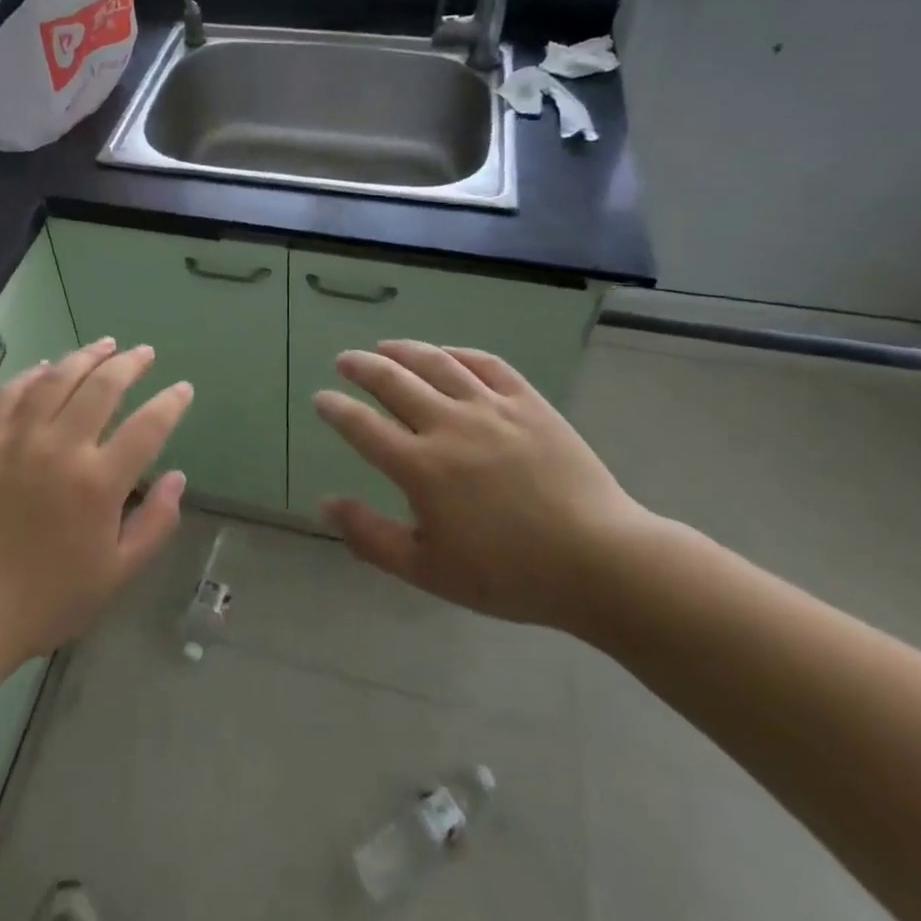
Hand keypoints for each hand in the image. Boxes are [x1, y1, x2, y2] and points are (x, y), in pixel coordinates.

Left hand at [0, 338, 191, 699]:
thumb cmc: (48, 599)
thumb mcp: (117, 574)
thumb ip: (154, 523)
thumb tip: (178, 478)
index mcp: (99, 483)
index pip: (147, 426)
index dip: (171, 402)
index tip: (183, 389)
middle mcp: (62, 448)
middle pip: (102, 387)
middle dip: (130, 364)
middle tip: (145, 353)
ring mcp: (20, 441)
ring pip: (57, 379)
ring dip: (85, 357)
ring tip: (105, 344)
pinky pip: (11, 395)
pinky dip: (31, 375)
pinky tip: (45, 367)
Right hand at [314, 340, 650, 634]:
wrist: (599, 562)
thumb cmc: (509, 574)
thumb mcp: (429, 570)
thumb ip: (371, 537)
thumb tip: (325, 504)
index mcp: (421, 467)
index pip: (363, 427)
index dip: (336, 409)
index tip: (321, 398)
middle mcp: (449, 426)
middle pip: (393, 382)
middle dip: (362, 367)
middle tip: (346, 360)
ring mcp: (491, 408)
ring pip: (437, 363)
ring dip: (405, 350)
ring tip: (385, 346)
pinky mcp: (529, 403)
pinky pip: (487, 364)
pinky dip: (460, 353)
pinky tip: (448, 354)